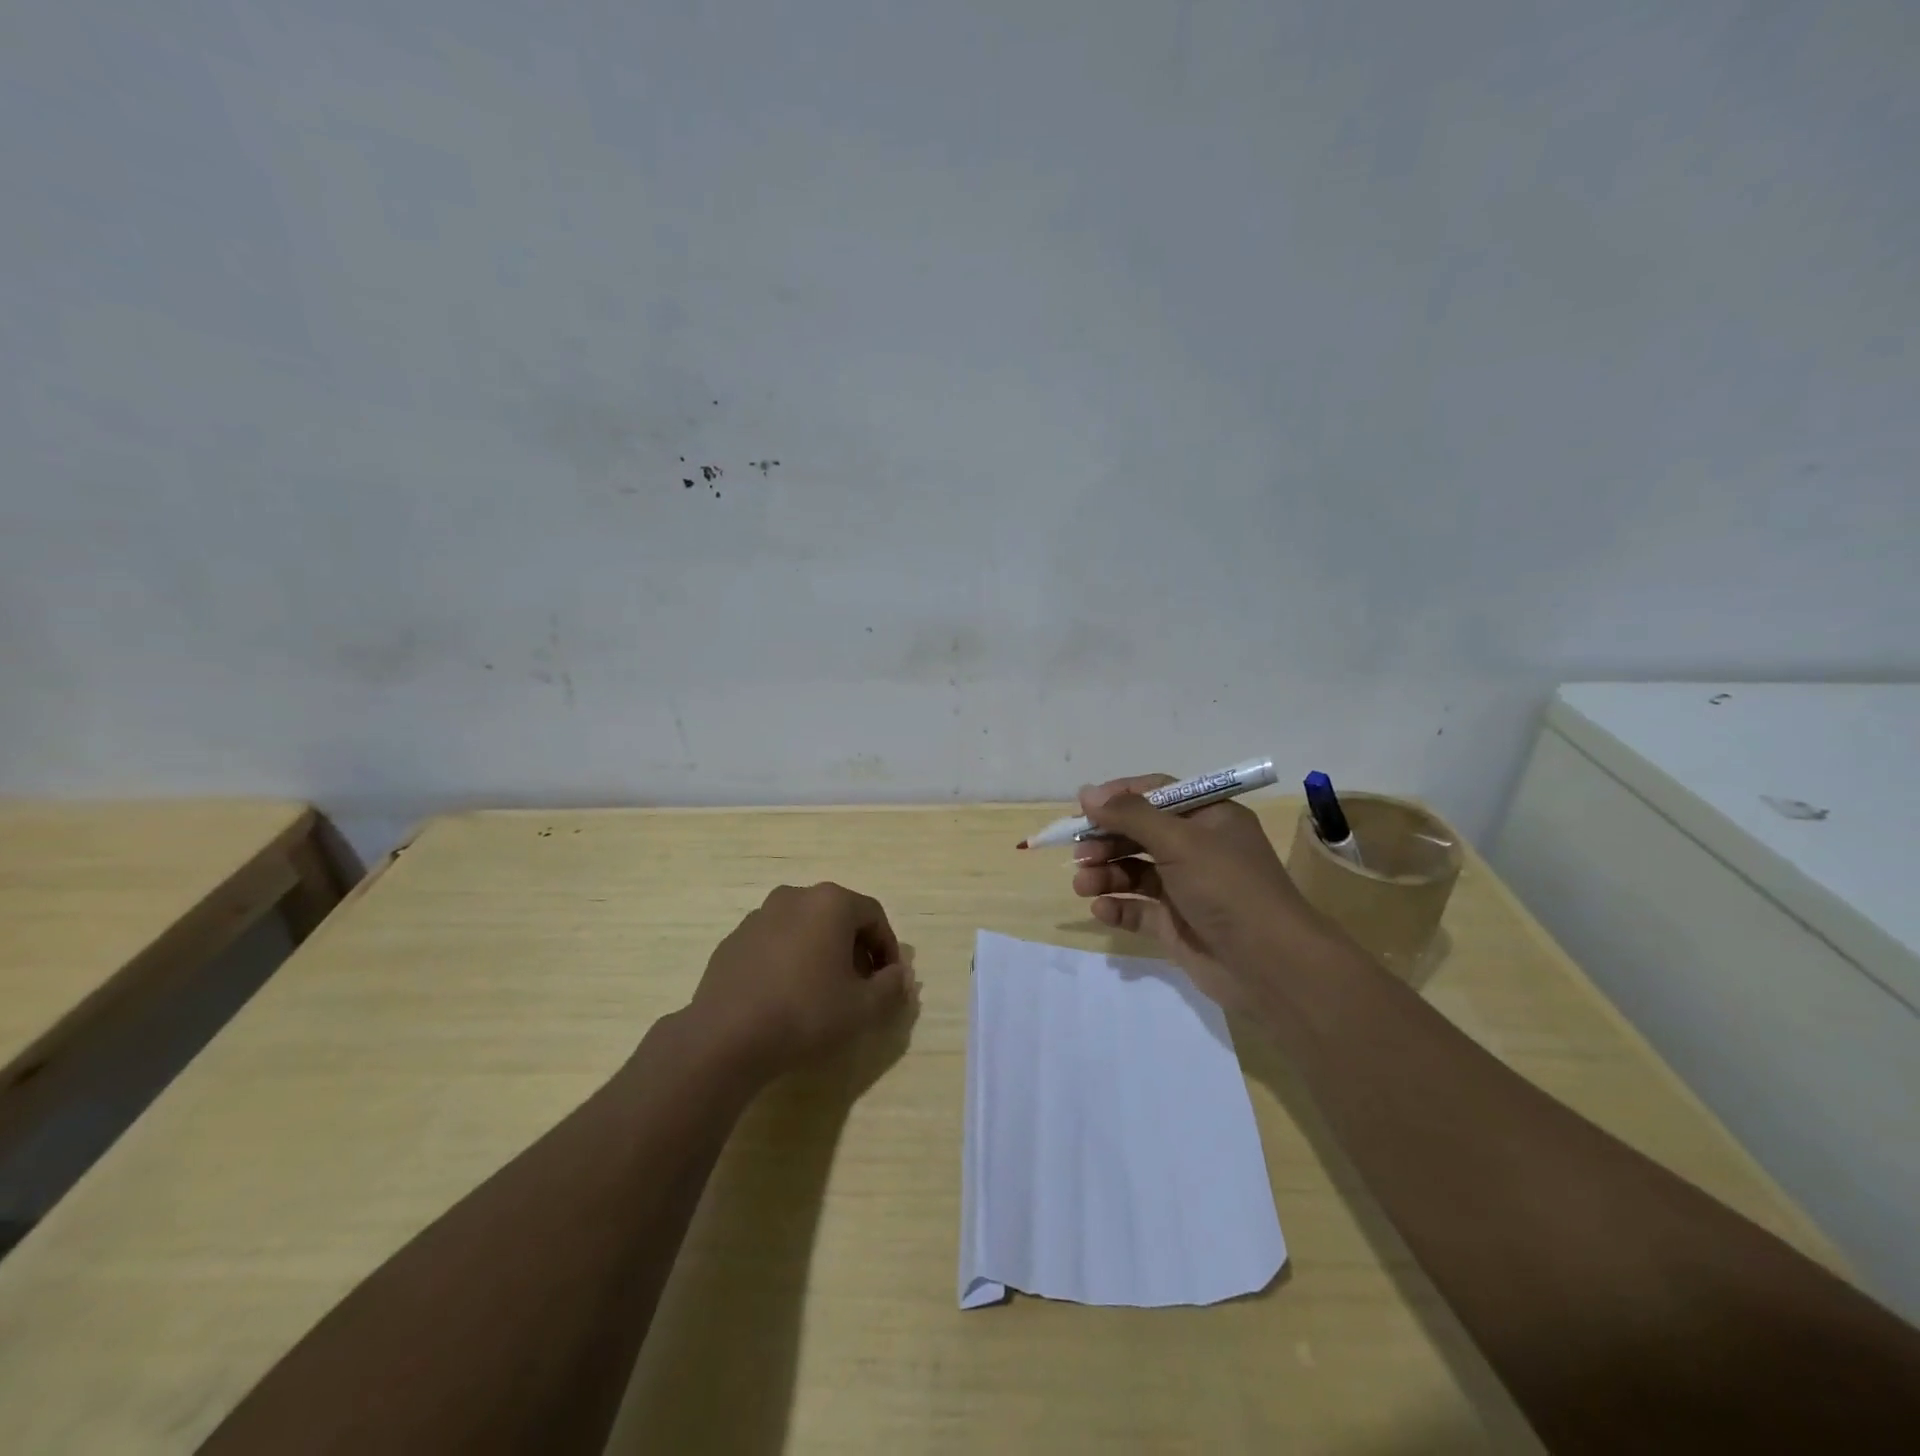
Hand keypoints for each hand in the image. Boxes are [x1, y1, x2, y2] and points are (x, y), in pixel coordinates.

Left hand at [688, 883, 914, 1077]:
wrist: (726, 1037)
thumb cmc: (805, 1013)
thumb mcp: (863, 1008)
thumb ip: (891, 987)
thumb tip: (900, 976)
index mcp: (830, 903)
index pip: (873, 915)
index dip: (888, 948)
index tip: (889, 981)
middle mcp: (794, 897)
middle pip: (838, 917)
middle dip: (855, 949)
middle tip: (860, 987)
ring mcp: (759, 916)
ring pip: (805, 928)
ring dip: (821, 953)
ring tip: (823, 993)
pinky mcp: (733, 940)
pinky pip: (775, 943)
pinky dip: (789, 960)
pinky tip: (786, 997)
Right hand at [1070, 774, 1325, 1009]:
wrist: (1270, 966)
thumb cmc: (1228, 888)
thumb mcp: (1180, 841)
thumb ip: (1131, 816)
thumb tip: (1086, 793)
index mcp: (1209, 817)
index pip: (1157, 793)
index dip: (1119, 797)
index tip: (1085, 807)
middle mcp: (1197, 848)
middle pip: (1140, 833)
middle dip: (1106, 840)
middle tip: (1078, 852)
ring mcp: (1185, 888)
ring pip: (1134, 871)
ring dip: (1105, 874)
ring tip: (1083, 884)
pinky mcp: (1176, 924)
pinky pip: (1138, 909)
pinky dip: (1118, 907)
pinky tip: (1102, 909)